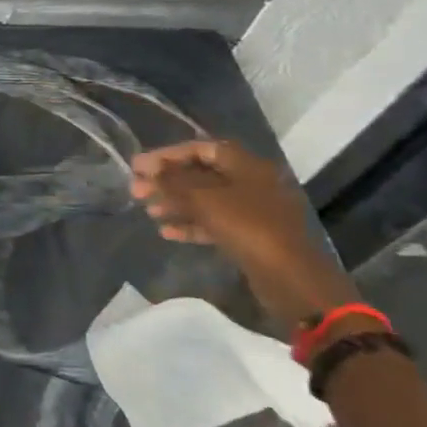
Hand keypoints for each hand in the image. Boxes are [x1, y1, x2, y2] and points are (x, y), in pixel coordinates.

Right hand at [130, 140, 344, 324]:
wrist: (290, 277)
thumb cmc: (247, 227)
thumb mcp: (204, 199)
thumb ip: (173, 181)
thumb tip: (149, 169)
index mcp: (246, 165)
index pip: (200, 149)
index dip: (167, 155)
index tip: (138, 166)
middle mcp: (250, 183)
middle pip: (200, 174)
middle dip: (167, 181)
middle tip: (136, 190)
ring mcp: (252, 210)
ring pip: (205, 200)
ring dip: (175, 203)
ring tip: (149, 212)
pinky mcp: (250, 235)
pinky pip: (214, 222)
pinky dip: (190, 224)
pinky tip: (167, 233)